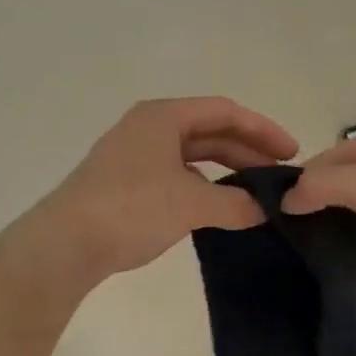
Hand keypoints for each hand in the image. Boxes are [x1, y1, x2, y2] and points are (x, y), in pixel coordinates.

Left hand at [38, 97, 299, 280]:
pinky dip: (202, 188)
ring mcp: (134, 156)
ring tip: (255, 193)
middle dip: (247, 151)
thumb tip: (264, 211)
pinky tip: (218, 208)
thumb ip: (235, 205)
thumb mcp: (190, 204)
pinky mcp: (126, 184)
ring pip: (192, 156)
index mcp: (163, 117)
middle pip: (209, 131)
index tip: (291, 153)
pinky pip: (176, 176)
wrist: (64, 243)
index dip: (262, 129)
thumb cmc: (130, 208)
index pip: (224, 111)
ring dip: (225, 171)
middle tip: (279, 176)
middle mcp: (148, 128)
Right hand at [282, 133, 355, 287]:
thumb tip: (285, 201)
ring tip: (302, 253)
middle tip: (282, 239)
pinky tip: (337, 260)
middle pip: (329, 186)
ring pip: (347, 209)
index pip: (313, 164)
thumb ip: (320, 187)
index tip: (271, 218)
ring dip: (328, 226)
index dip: (293, 187)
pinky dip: (351, 242)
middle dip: (308, 207)